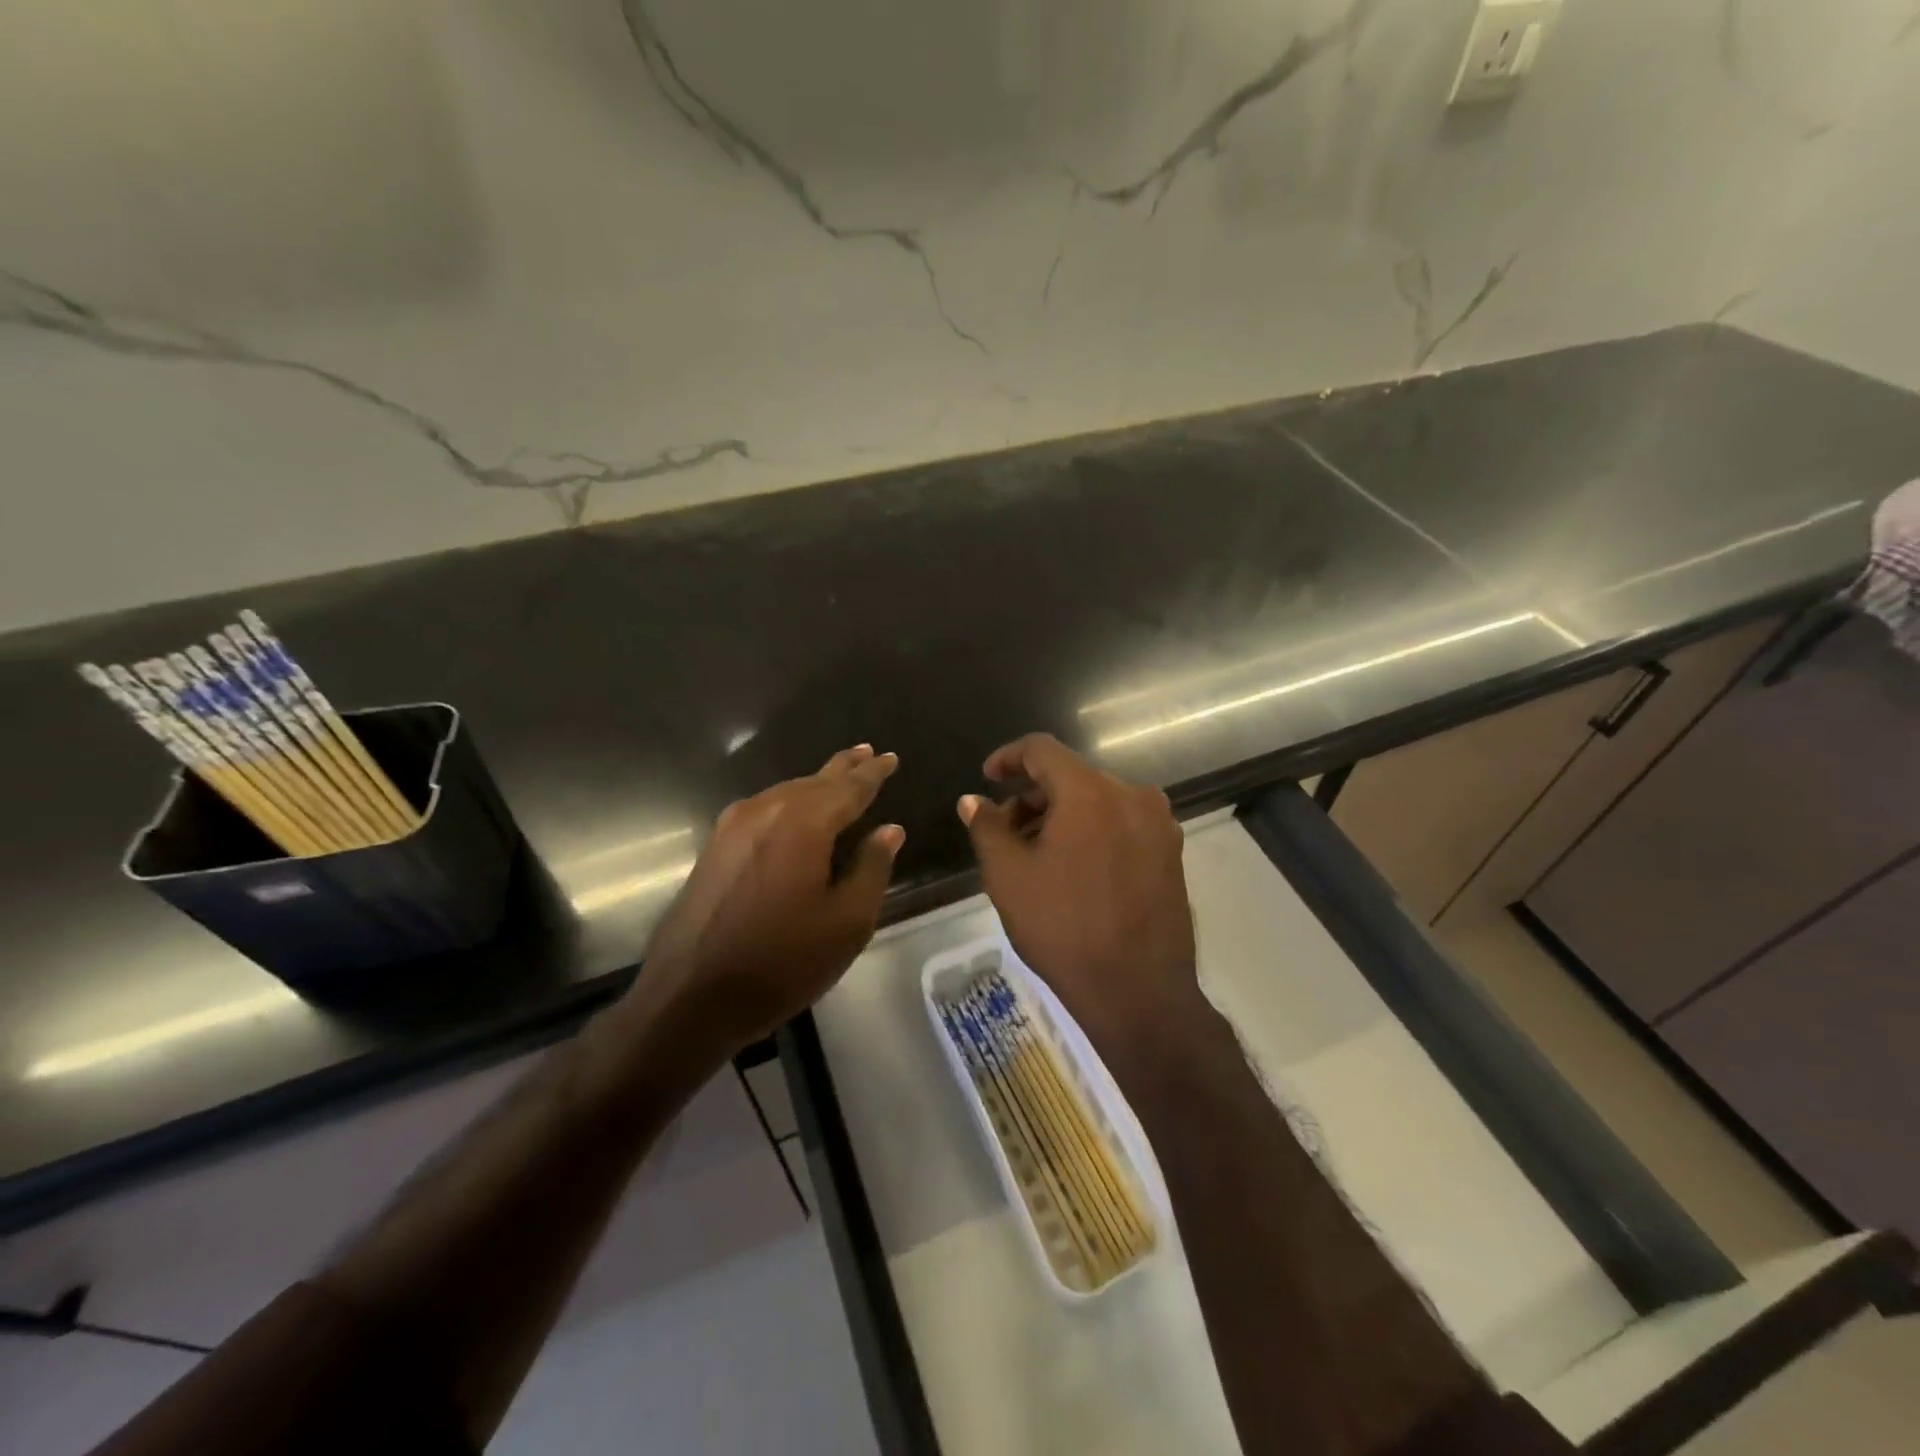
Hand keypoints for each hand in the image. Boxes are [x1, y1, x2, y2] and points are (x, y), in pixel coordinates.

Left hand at [625, 745, 903, 1062]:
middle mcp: (765, 812)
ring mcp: (732, 828)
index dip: (873, 773)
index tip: (890, 757)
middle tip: (867, 753)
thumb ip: (872, 868)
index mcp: (803, 823)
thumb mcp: (846, 922)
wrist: (690, 998)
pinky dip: (789, 804)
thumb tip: (889, 830)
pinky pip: (763, 811)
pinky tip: (796, 813)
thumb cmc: (781, 963)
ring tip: (838, 778)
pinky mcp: (714, 848)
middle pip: (813, 781)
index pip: (849, 788)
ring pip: (785, 793)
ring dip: (815, 784)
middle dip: (844, 768)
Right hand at [958, 733, 1202, 1065]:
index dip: (1008, 758)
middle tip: (1005, 833)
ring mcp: (1158, 823)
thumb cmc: (1064, 929)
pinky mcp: (1172, 852)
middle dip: (1033, 797)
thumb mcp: (1008, 877)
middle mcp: (1131, 794)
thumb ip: (987, 827)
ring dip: (1062, 816)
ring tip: (1037, 856)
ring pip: (1097, 801)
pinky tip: (1075, 869)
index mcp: (1089, 791)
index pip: (1042, 750)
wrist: (1139, 991)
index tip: (987, 778)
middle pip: (1071, 776)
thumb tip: (973, 800)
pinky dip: (1092, 831)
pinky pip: (1122, 823)